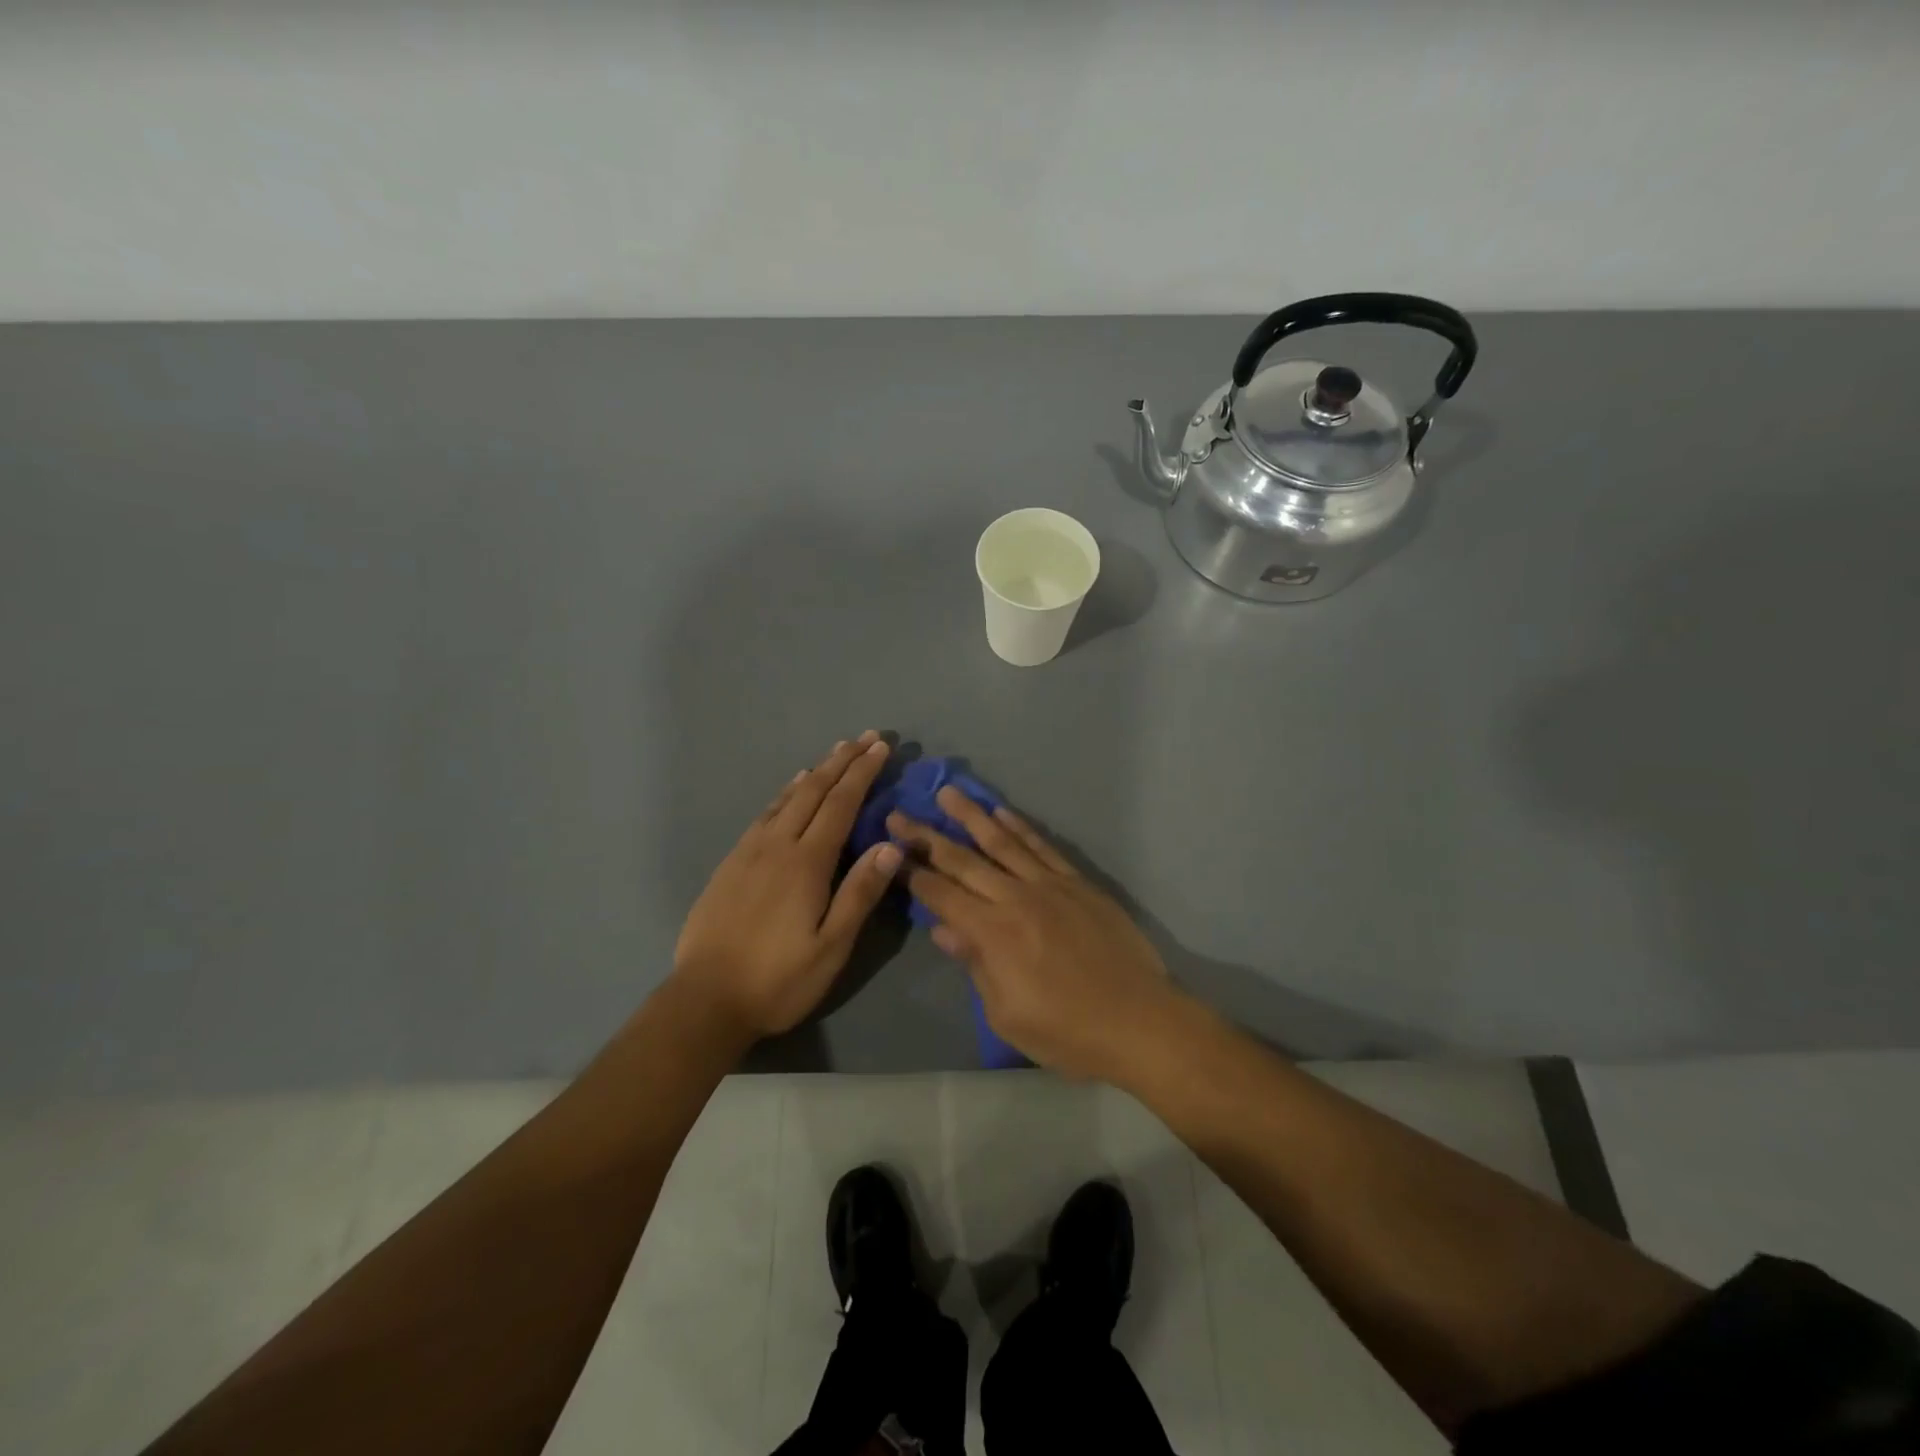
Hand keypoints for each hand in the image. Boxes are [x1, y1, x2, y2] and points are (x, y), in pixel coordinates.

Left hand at [673, 733, 902, 1038]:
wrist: (705, 999)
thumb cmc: (778, 979)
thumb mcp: (831, 947)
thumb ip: (860, 893)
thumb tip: (891, 845)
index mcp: (806, 863)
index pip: (840, 804)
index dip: (862, 773)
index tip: (880, 747)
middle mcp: (777, 845)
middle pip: (814, 791)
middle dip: (841, 761)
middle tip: (864, 737)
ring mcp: (749, 852)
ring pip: (787, 799)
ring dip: (814, 772)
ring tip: (833, 753)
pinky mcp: (730, 864)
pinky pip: (764, 814)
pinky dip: (784, 794)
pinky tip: (789, 791)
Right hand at [888, 789, 1179, 1080]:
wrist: (1139, 1021)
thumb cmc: (1067, 1032)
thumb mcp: (1007, 1014)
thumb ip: (975, 965)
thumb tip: (943, 930)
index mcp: (993, 933)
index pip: (942, 895)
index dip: (913, 874)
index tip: (890, 851)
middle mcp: (1016, 898)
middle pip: (964, 861)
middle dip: (927, 837)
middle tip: (899, 813)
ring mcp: (1050, 885)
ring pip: (1002, 842)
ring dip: (972, 815)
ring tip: (948, 793)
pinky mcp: (1078, 883)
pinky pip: (1042, 847)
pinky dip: (1020, 828)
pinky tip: (1003, 813)